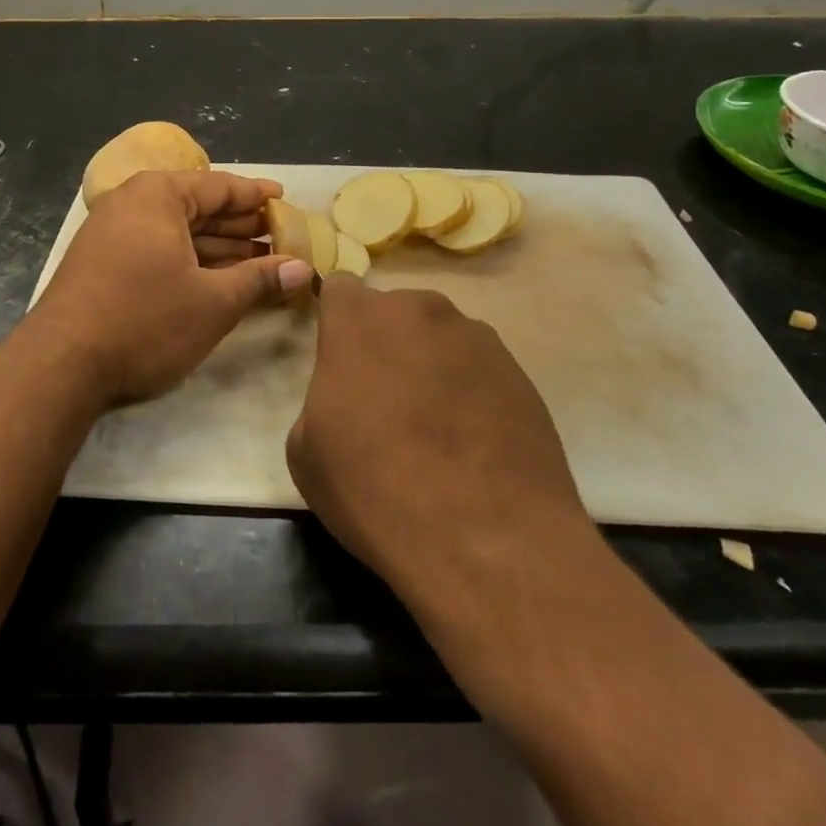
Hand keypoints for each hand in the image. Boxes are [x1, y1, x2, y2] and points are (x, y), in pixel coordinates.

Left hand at [29, 169, 314, 403]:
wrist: (61, 366)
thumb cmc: (145, 321)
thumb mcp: (213, 302)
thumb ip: (260, 279)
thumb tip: (304, 269)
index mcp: (158, 196)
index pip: (220, 186)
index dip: (257, 196)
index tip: (285, 201)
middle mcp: (132, 204)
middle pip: (199, 207)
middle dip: (241, 225)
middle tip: (282, 237)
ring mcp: (112, 234)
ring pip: (179, 233)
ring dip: (220, 247)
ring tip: (261, 261)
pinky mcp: (103, 265)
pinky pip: (159, 251)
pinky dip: (191, 262)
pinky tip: (219, 279)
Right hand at [287, 276, 594, 612]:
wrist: (486, 537)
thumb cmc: (374, 487)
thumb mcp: (305, 451)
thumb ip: (321, 399)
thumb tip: (348, 400)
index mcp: (359, 318)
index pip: (340, 288)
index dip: (336, 320)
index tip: (337, 357)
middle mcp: (420, 310)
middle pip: (394, 313)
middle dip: (384, 344)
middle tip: (382, 401)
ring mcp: (477, 338)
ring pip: (439, 340)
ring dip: (430, 366)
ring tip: (435, 429)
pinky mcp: (520, 372)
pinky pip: (479, 370)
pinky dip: (470, 393)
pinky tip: (471, 445)